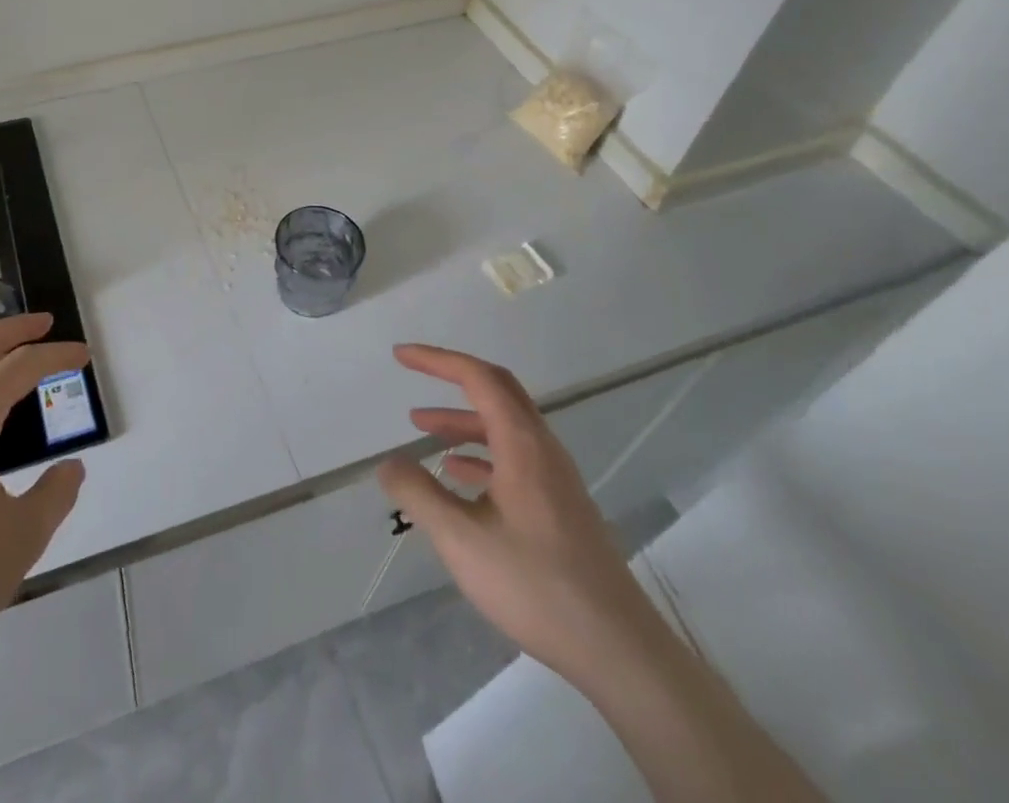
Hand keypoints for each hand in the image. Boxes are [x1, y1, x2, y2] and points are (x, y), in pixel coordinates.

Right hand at [377, 343, 662, 684]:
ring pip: (504, 427)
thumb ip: (419, 495)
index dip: (437, 360)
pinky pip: (514, 458)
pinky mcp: (561, 507)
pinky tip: (457, 475)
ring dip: (463, 420)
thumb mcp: (461, 539)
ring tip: (422, 428)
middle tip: (414, 373)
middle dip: (452, 378)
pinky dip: (480, 453)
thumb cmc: (535, 585)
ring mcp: (556, 479)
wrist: (619, 651)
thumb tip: (388, 464)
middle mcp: (542, 449)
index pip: (477, 378)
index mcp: (522, 444)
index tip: (401, 357)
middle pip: (497, 391)